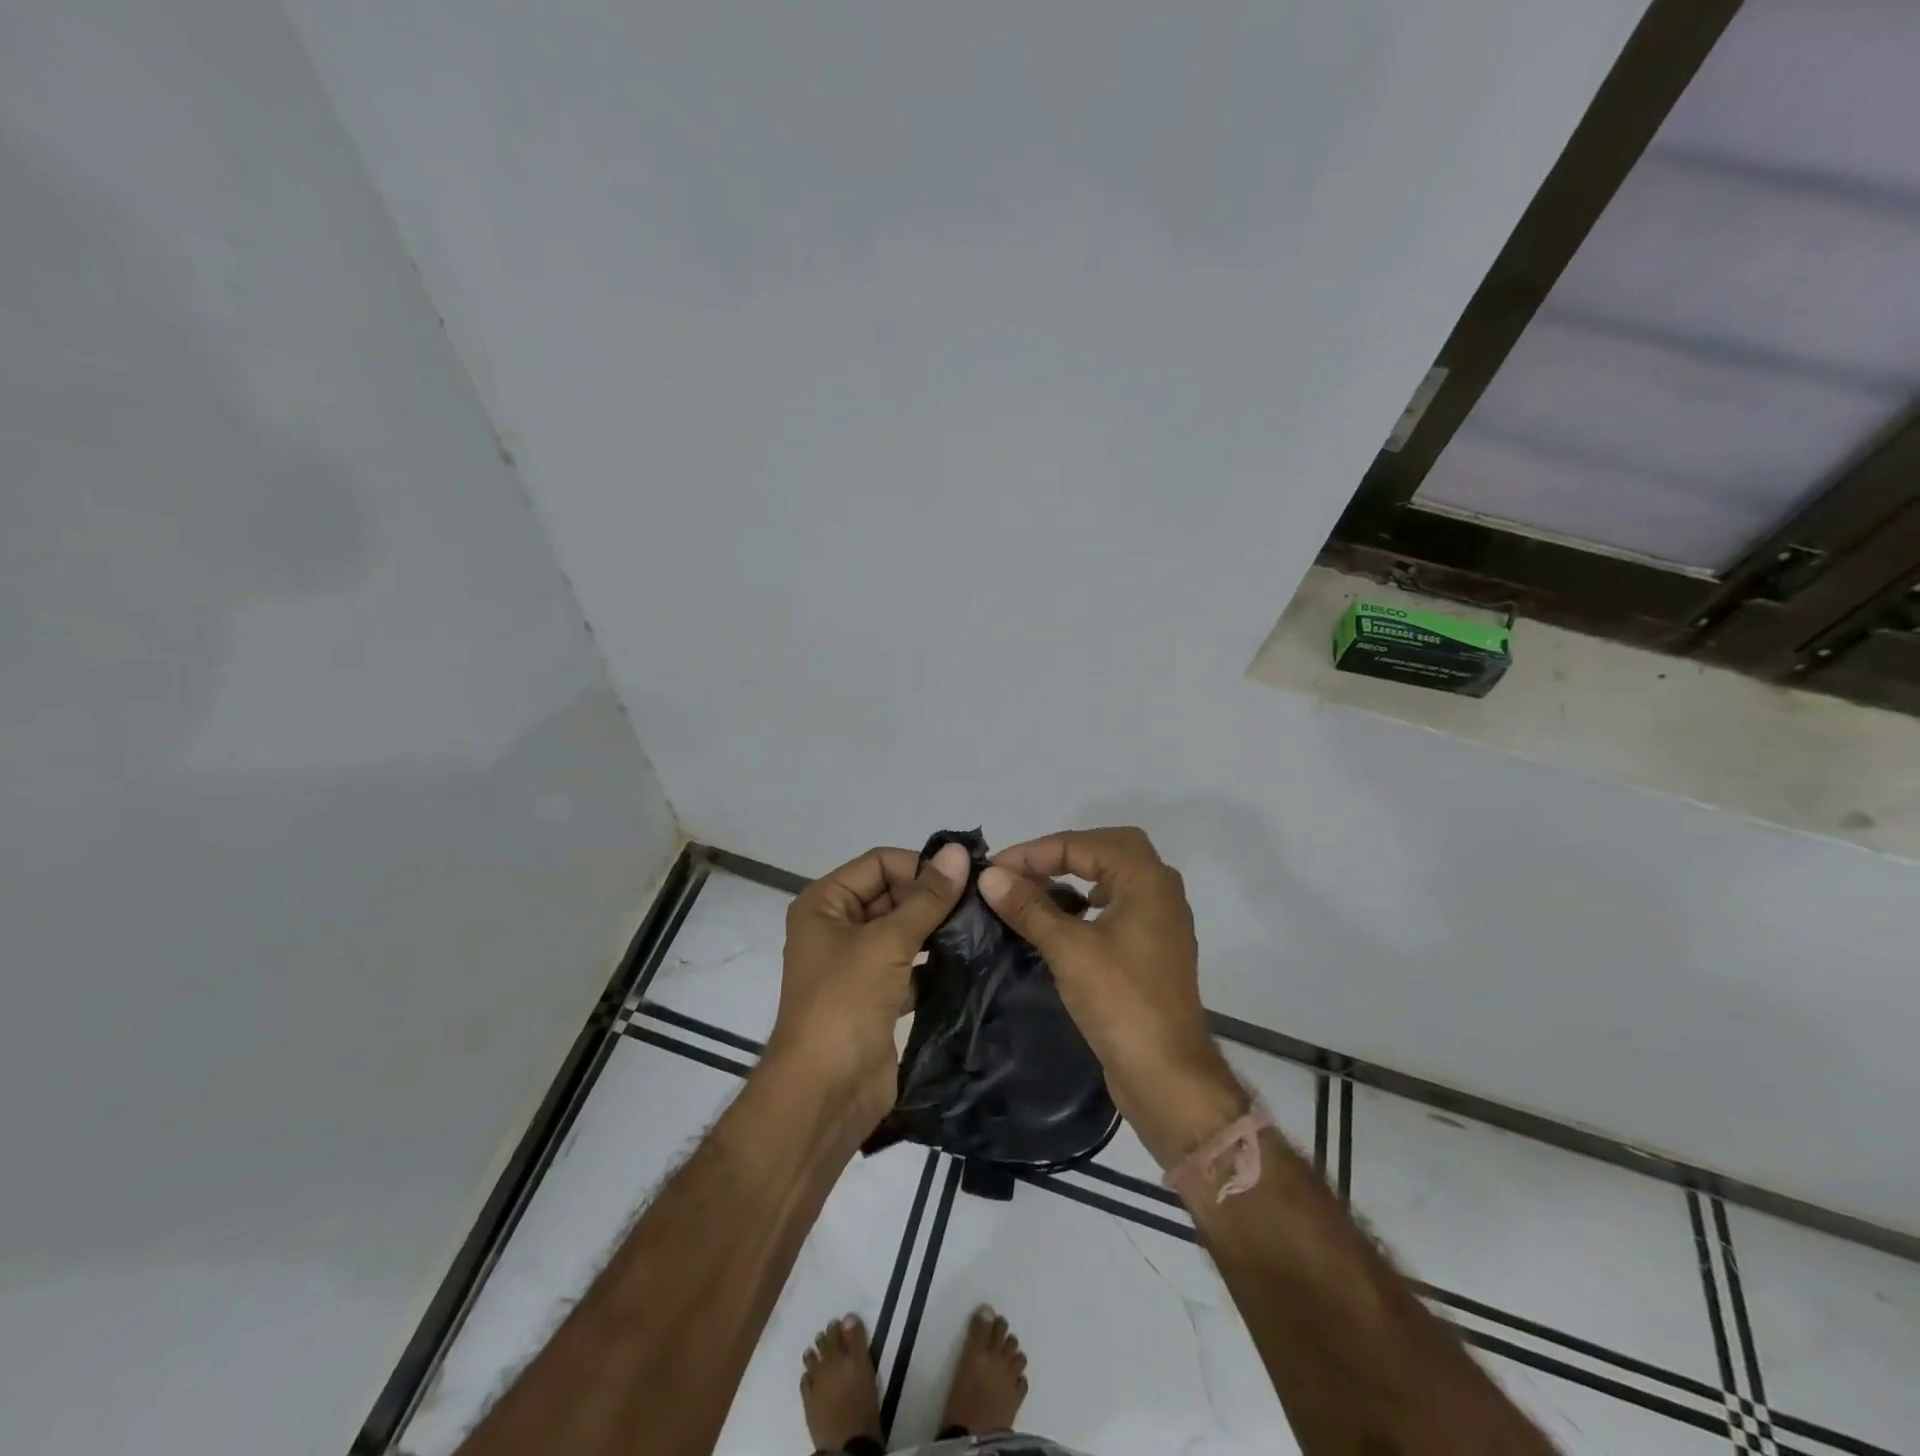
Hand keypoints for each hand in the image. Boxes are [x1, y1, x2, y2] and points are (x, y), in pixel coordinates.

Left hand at [768, 841, 971, 1132]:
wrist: (824, 1094)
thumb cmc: (845, 1003)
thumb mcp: (886, 942)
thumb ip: (927, 898)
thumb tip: (959, 852)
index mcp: (825, 903)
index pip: (879, 863)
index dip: (919, 866)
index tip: (965, 879)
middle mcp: (837, 927)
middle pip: (892, 894)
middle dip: (932, 898)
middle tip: (982, 903)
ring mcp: (857, 964)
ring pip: (903, 932)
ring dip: (937, 930)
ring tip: (982, 927)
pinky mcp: (877, 997)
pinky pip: (910, 967)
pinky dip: (935, 964)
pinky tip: (970, 961)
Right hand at [978, 827, 1240, 1165]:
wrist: (1167, 1074)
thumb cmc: (1120, 1002)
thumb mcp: (1068, 949)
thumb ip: (1029, 907)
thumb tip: (990, 875)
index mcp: (1146, 880)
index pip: (1085, 844)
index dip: (1036, 851)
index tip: (996, 869)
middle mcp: (1160, 890)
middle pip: (1108, 848)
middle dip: (1063, 852)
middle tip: (1024, 869)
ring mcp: (1161, 921)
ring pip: (1116, 875)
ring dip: (1077, 874)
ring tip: (1038, 889)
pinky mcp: (1153, 948)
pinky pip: (1119, 904)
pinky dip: (1090, 901)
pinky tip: (1065, 920)